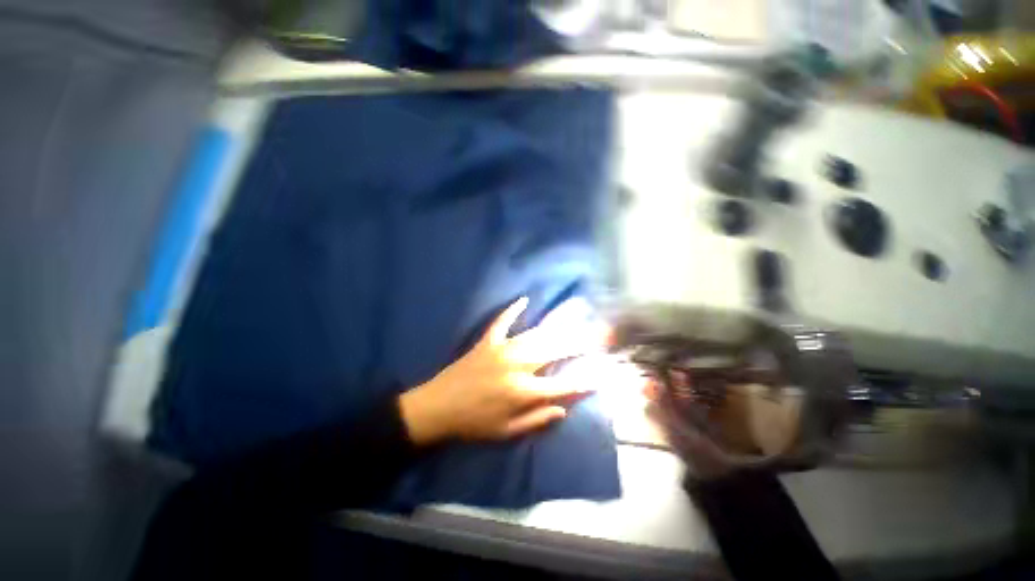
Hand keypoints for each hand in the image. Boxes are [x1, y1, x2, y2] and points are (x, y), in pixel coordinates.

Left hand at [399, 297, 607, 444]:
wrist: (438, 407)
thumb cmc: (474, 424)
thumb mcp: (506, 432)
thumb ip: (537, 419)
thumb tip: (563, 409)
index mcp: (523, 391)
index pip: (562, 385)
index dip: (584, 381)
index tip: (601, 374)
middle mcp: (517, 366)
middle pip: (553, 351)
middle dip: (578, 343)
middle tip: (596, 335)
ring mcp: (501, 349)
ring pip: (535, 335)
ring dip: (556, 326)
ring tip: (574, 316)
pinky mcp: (487, 341)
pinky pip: (502, 321)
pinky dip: (512, 310)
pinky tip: (523, 299)